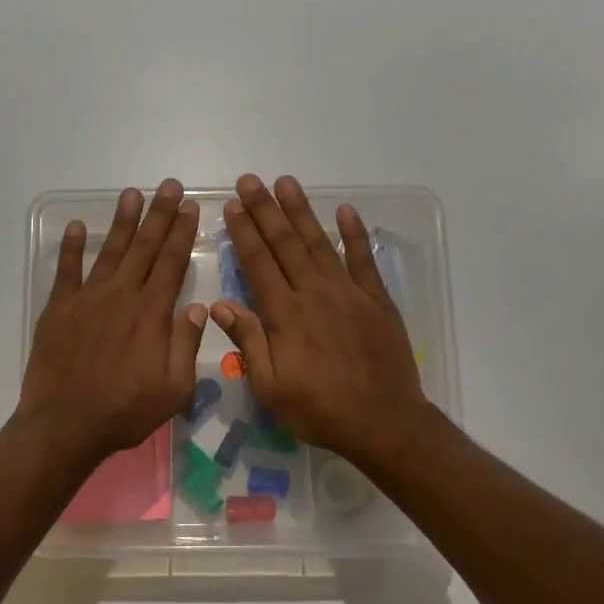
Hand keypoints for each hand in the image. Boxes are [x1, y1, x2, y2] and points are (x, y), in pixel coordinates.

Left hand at [18, 180, 207, 471]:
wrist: (66, 424)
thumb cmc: (125, 411)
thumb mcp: (174, 389)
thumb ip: (186, 345)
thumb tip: (197, 308)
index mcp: (151, 314)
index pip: (171, 263)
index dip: (181, 233)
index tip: (189, 207)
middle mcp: (121, 296)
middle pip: (144, 247)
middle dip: (158, 214)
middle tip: (168, 185)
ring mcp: (87, 299)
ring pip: (109, 251)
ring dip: (122, 221)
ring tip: (131, 194)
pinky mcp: (59, 309)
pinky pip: (66, 270)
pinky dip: (71, 247)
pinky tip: (76, 227)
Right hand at [211, 174, 432, 468]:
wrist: (383, 422)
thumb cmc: (319, 410)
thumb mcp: (270, 387)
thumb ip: (248, 342)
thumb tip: (221, 305)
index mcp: (284, 314)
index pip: (258, 263)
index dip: (244, 233)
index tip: (232, 207)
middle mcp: (314, 293)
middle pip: (285, 243)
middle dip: (265, 210)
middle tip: (250, 181)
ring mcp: (348, 293)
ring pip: (320, 243)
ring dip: (301, 212)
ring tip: (286, 183)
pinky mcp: (376, 300)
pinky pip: (364, 259)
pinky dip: (355, 234)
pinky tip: (346, 211)